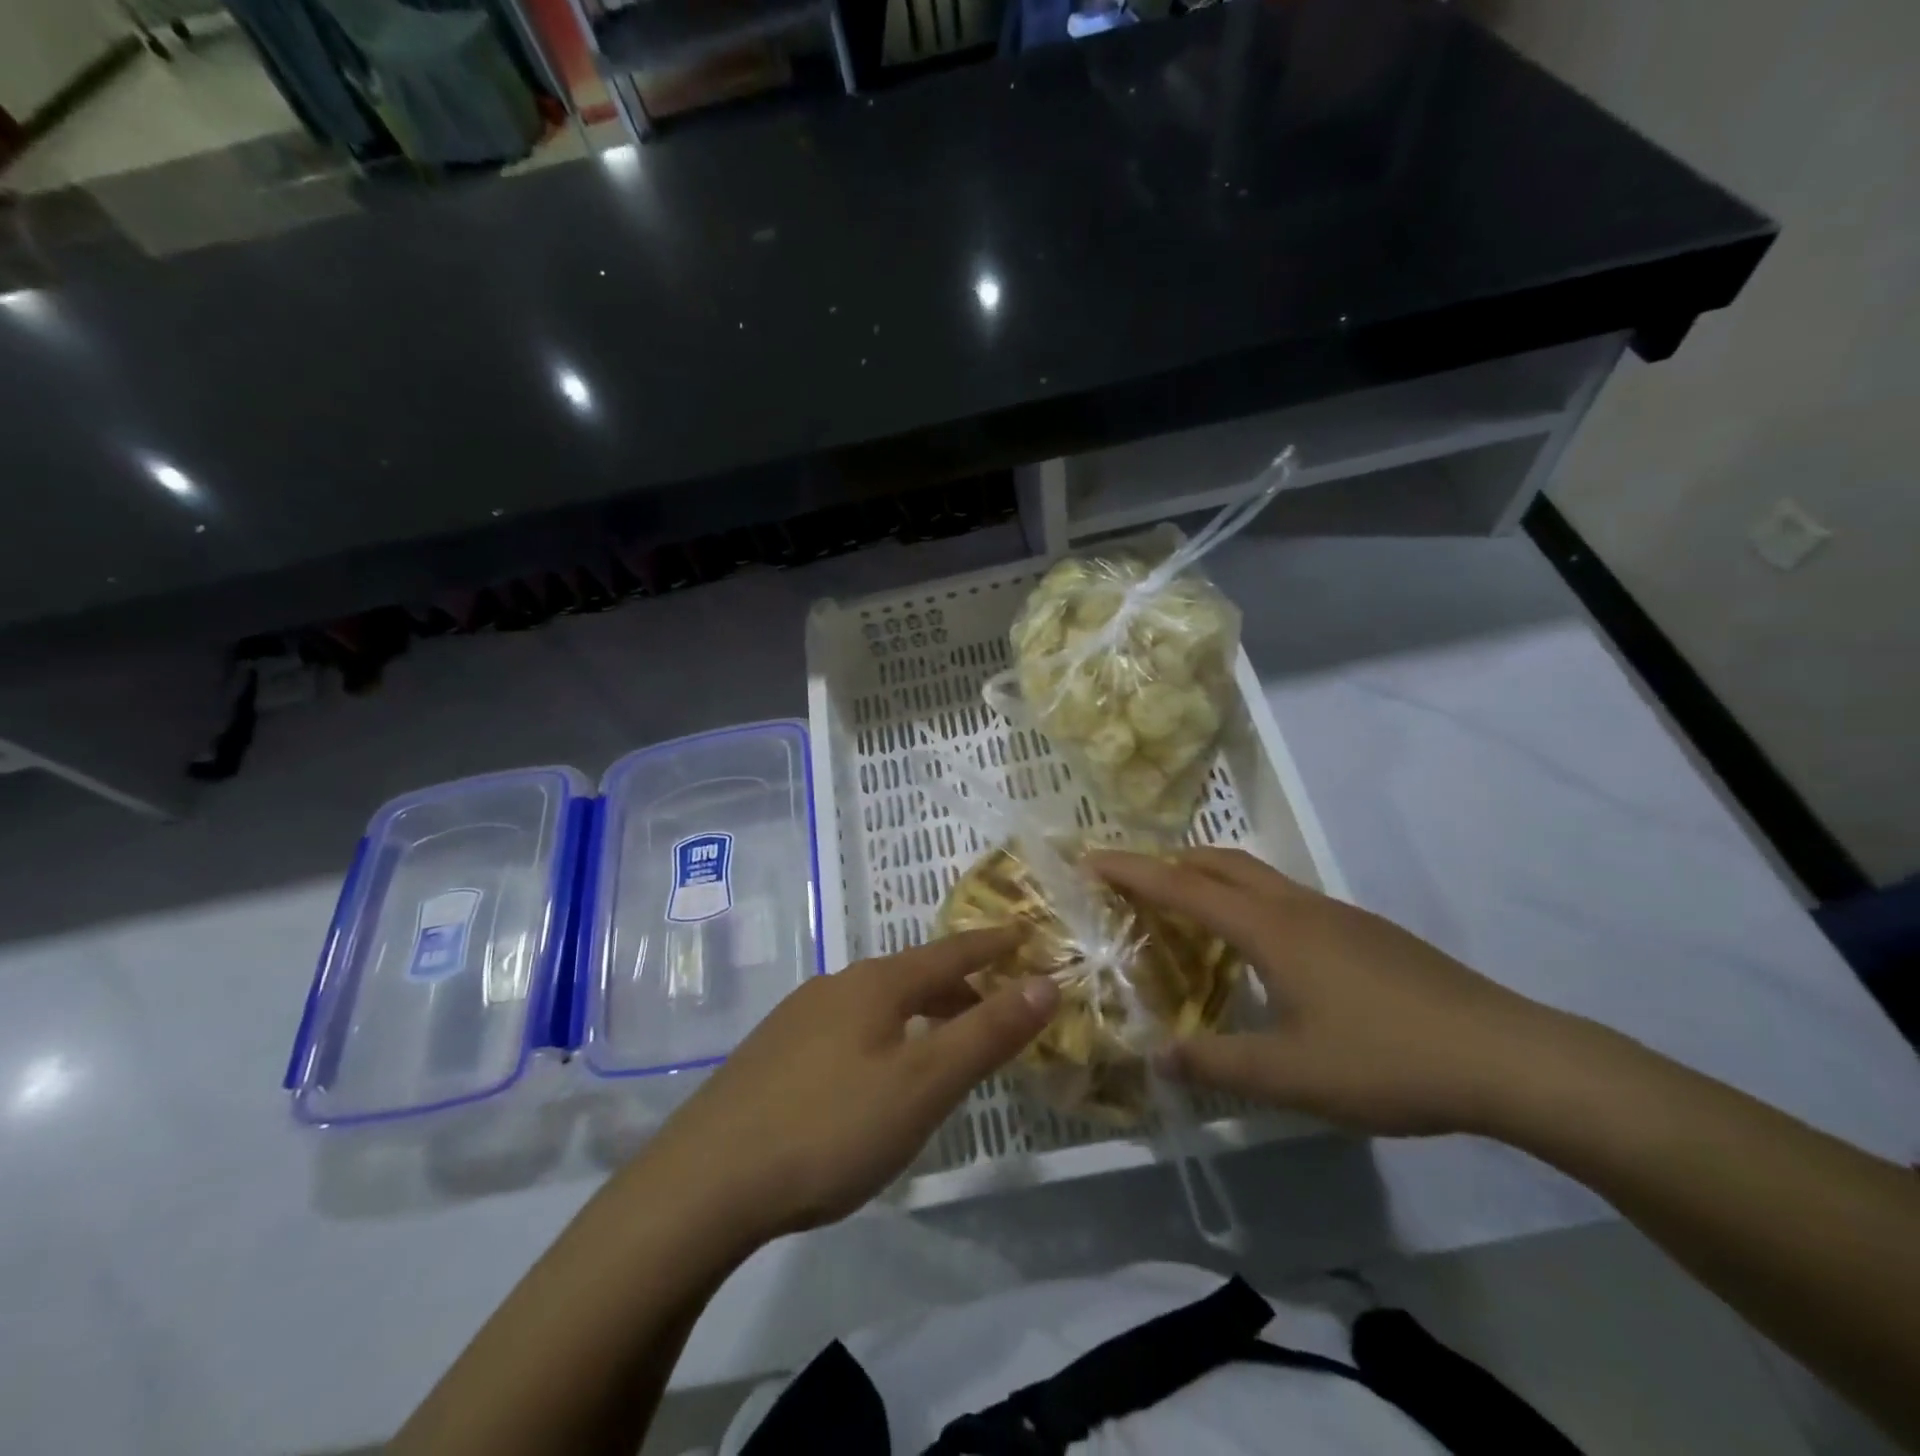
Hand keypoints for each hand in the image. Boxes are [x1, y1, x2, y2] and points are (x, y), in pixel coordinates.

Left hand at [632, 929, 1057, 1246]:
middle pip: (913, 975)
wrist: (704, 1182)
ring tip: (939, 1047)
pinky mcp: (772, 1053)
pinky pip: (846, 1028)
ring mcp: (798, 1017)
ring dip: (918, 1014)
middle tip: (995, 1011)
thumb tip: (1045, 983)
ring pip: (876, 1003)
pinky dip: (882, 1036)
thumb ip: (987, 1033)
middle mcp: (836, 986)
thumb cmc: (830, 1126)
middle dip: (959, 988)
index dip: (992, 943)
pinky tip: (872, 1077)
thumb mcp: (924, 1084)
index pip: (951, 952)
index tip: (1025, 932)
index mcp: (876, 984)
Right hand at [1087, 848, 1571, 1136]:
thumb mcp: (1293, 1076)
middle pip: (1220, 862)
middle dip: (1169, 861)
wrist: (1508, 1057)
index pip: (1183, 887)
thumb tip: (1156, 1057)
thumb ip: (1218, 1064)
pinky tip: (1258, 947)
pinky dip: (1247, 900)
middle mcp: (1298, 907)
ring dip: (1210, 877)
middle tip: (1132, 879)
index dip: (1133, 871)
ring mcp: (1336, 914)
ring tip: (1184, 909)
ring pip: (1258, 876)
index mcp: (1271, 929)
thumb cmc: (1388, 1060)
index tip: (1091, 858)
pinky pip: (1285, 898)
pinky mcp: (1364, 932)